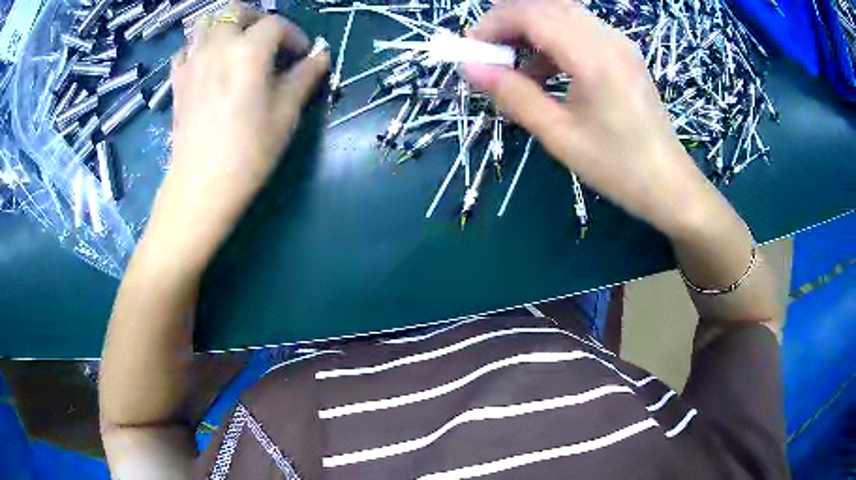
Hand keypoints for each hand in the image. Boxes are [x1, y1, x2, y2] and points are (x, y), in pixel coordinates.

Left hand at [146, 5, 329, 266]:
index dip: (294, 35)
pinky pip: (186, 49)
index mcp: (248, 51)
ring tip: (236, 47)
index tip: (301, 56)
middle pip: (234, 9)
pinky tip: (208, 65)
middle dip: (255, 18)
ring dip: (224, 27)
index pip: (276, 24)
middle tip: (266, 39)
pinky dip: (199, 48)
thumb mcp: (287, 113)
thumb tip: (321, 55)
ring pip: (205, 23)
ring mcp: (192, 62)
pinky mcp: (177, 81)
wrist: (202, 185)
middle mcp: (217, 46)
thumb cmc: (249, 151)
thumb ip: (305, 76)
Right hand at [463, 0, 721, 235]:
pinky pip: (579, 29)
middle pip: (544, 6)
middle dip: (508, 24)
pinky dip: (552, 40)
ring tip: (513, 65)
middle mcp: (608, 38)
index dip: (492, 25)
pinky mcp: (623, 52)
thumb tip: (470, 68)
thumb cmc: (618, 168)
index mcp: (594, 57)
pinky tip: (544, 71)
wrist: (670, 185)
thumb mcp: (559, 136)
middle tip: (488, 57)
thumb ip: (514, 95)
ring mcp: (619, 42)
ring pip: (561, 13)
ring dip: (529, 30)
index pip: (531, 14)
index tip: (470, 52)